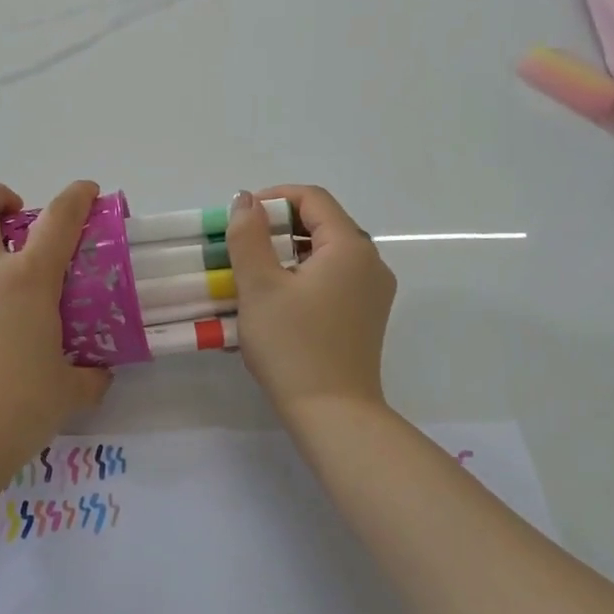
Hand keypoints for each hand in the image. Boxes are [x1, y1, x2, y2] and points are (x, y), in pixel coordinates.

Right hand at [226, 185, 395, 415]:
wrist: (333, 415)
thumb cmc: (292, 345)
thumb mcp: (259, 286)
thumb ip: (248, 236)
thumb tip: (246, 200)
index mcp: (351, 247)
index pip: (313, 198)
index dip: (274, 198)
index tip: (241, 219)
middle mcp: (371, 262)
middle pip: (322, 223)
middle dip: (278, 226)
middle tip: (242, 246)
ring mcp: (373, 292)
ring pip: (326, 253)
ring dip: (288, 252)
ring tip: (253, 274)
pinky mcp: (366, 316)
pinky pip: (333, 278)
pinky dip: (303, 276)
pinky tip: (276, 300)